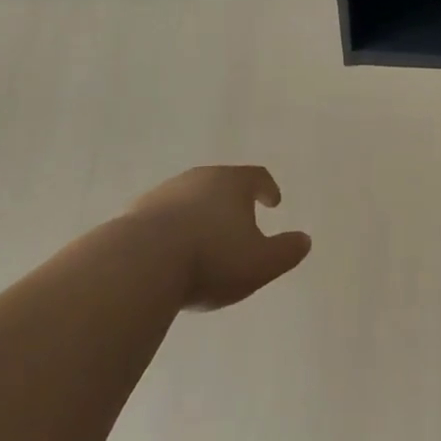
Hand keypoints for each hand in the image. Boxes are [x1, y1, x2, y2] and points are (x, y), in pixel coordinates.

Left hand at [130, 166, 310, 310]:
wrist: (139, 264)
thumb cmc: (210, 258)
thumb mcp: (260, 263)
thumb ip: (286, 251)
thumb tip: (305, 240)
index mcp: (231, 182)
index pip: (256, 176)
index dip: (267, 188)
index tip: (273, 201)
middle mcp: (197, 178)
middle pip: (220, 183)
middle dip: (232, 201)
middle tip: (240, 221)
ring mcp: (163, 193)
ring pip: (190, 198)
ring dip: (200, 214)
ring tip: (205, 240)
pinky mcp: (135, 214)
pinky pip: (163, 218)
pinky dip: (173, 229)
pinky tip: (172, 252)